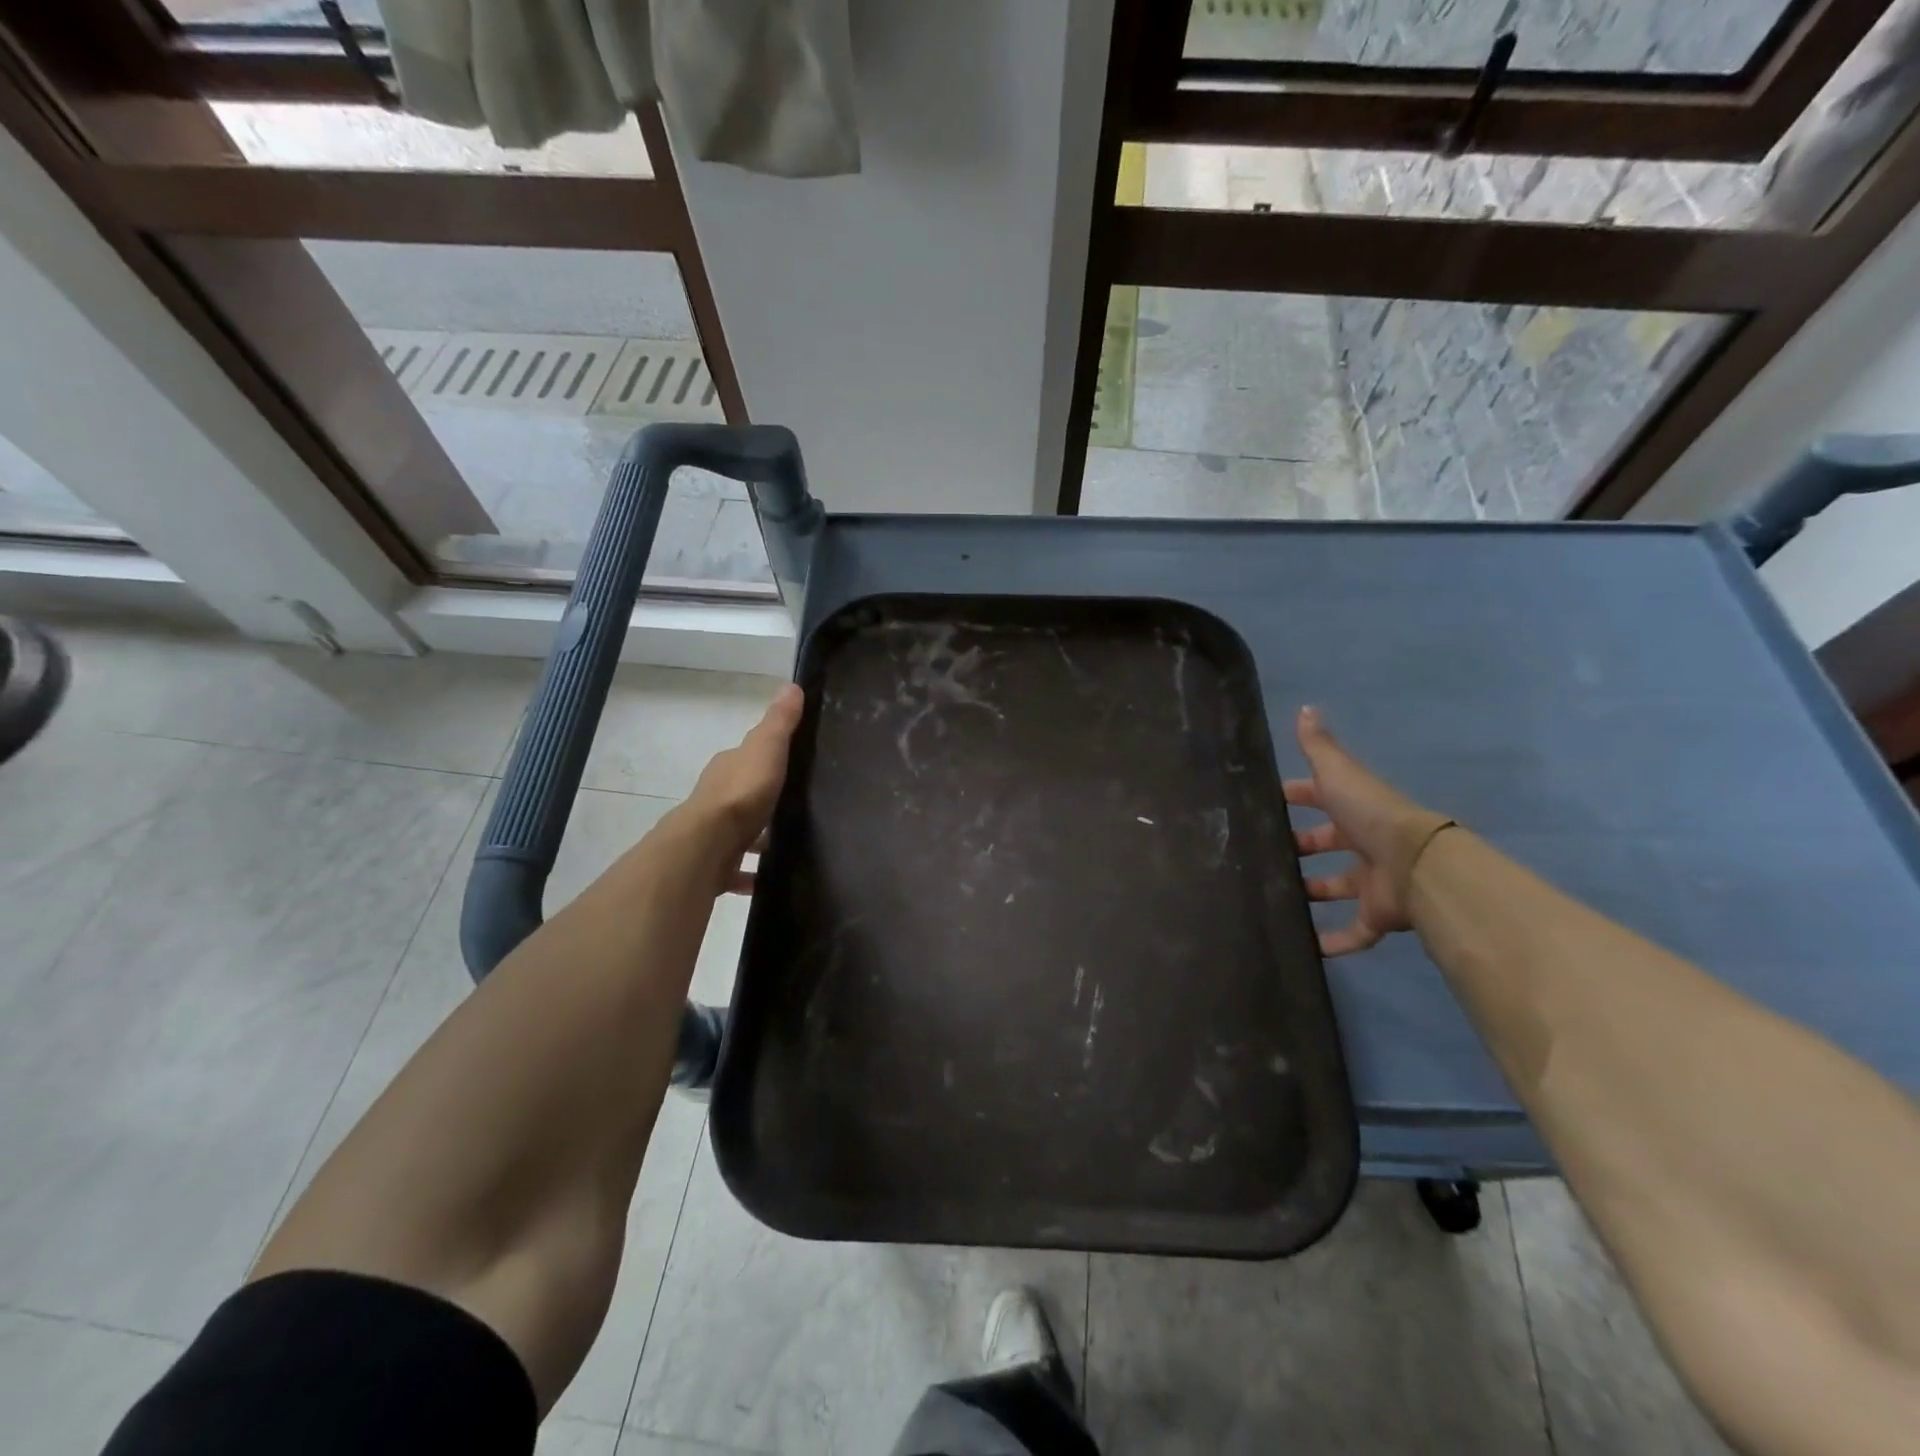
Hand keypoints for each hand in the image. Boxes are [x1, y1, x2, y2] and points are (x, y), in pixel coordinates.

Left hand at [679, 683, 803, 895]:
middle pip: (742, 797)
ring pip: (740, 835)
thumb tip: (791, 685)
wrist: (706, 845)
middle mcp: (715, 799)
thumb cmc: (741, 792)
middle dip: (763, 804)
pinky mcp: (714, 866)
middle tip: (796, 812)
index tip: (790, 767)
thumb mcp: (767, 748)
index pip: (746, 759)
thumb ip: (780, 722)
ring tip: (790, 847)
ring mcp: (713, 834)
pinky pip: (737, 870)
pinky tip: (770, 880)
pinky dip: (751, 875)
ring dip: (758, 841)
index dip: (765, 760)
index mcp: (727, 769)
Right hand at [1283, 706, 1453, 955]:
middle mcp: (1364, 843)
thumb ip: (1318, 746)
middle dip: (1300, 848)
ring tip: (1275, 897)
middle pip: (1327, 844)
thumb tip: (1305, 708)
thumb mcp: (1338, 773)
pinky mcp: (1378, 915)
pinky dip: (1334, 941)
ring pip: (1336, 887)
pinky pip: (1355, 932)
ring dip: (1311, 892)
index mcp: (1353, 809)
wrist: (1416, 863)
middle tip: (1263, 856)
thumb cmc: (1371, 814)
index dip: (1295, 797)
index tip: (1265, 804)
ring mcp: (1371, 881)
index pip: (1319, 799)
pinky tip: (1305, 947)